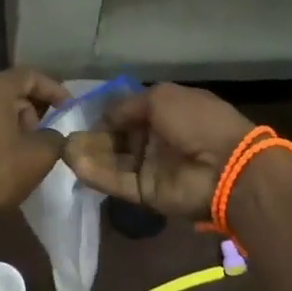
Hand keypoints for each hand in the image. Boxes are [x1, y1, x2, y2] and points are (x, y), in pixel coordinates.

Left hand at [0, 67, 69, 231]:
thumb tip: (54, 135)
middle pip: (10, 89)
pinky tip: (3, 155)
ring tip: (24, 150)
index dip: (54, 90)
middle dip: (32, 109)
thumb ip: (55, 137)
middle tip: (44, 136)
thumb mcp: (38, 156)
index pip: (29, 75)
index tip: (69, 108)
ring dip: (14, 121)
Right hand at [64, 82, 254, 221]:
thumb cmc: (197, 121)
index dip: (106, 113)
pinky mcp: (146, 193)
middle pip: (116, 138)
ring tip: (64, 149)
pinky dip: (96, 174)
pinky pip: (117, 182)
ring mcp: (150, 167)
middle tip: (67, 135)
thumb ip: (126, 105)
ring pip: (113, 160)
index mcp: (164, 112)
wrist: (227, 166)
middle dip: (92, 136)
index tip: (80, 113)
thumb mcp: (161, 97)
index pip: (127, 112)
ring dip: (89, 154)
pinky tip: (75, 164)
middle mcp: (155, 139)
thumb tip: (104, 116)